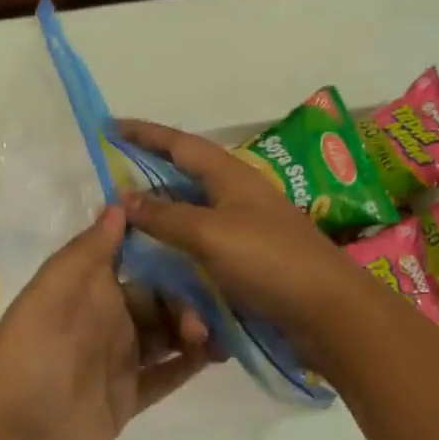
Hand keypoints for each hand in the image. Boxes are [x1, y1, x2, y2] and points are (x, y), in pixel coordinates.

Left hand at [0, 206, 212, 439]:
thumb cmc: (32, 359)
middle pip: (156, 295)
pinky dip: (191, 363)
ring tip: (219, 333)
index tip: (201, 232)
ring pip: (166, 332)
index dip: (162, 244)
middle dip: (187, 293)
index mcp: (85, 289)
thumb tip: (119, 204)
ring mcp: (118, 359)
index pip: (131, 255)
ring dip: (193, 326)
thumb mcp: (52, 295)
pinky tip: (219, 354)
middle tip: (216, 304)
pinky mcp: (128, 397)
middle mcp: (104, 318)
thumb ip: (87, 252)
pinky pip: (167, 374)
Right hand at [113, 119, 367, 342]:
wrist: (328, 312)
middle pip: (185, 180)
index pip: (179, 144)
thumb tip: (123, 196)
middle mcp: (237, 197)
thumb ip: (165, 215)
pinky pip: (204, 252)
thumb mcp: (209, 233)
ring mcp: (245, 231)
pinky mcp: (249, 264)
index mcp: (230, 176)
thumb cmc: (268, 261)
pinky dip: (181, 257)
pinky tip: (162, 272)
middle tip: (112, 191)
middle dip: (149, 182)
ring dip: (163, 227)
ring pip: (192, 220)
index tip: (110, 126)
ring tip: (130, 235)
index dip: (144, 134)